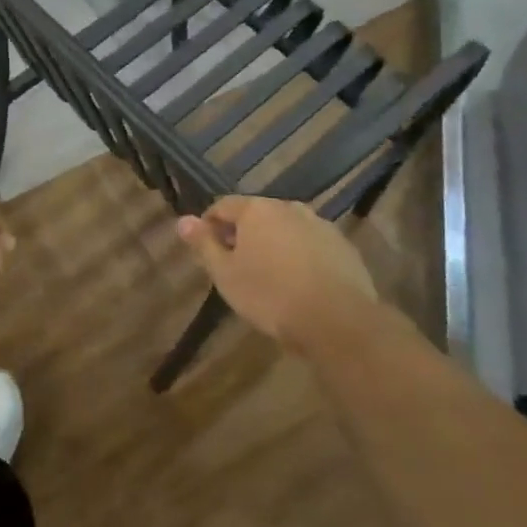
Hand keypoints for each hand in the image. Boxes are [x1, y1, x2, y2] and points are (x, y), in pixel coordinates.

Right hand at [176, 196, 379, 349]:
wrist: (337, 320)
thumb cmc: (270, 295)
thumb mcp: (225, 274)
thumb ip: (203, 244)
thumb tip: (182, 220)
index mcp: (256, 209)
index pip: (222, 206)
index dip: (209, 225)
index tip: (207, 251)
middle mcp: (289, 207)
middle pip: (256, 215)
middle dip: (242, 235)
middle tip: (236, 266)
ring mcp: (320, 225)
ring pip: (285, 229)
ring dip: (273, 244)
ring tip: (269, 276)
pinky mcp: (343, 246)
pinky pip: (311, 244)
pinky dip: (300, 256)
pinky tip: (299, 283)